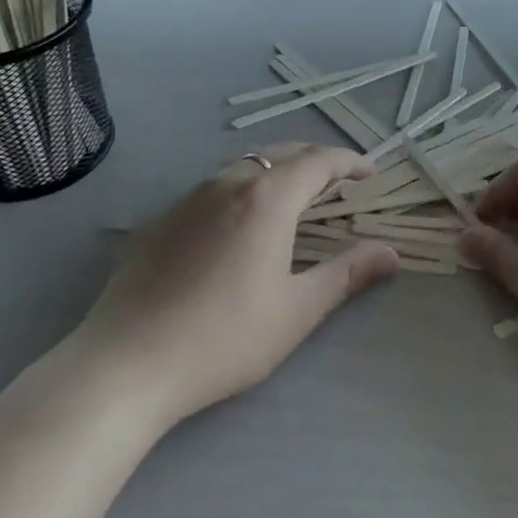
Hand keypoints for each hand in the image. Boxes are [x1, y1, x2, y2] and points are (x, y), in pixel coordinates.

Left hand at [80, 142, 398, 425]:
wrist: (125, 364)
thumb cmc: (223, 338)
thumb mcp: (296, 310)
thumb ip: (347, 274)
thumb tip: (392, 252)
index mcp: (268, 197)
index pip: (319, 160)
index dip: (350, 162)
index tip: (371, 173)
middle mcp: (230, 183)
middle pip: (282, 154)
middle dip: (316, 160)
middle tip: (339, 182)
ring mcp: (191, 198)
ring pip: (246, 166)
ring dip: (278, 171)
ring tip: (295, 197)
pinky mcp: (163, 219)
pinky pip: (216, 186)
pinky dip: (245, 188)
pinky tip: (241, 223)